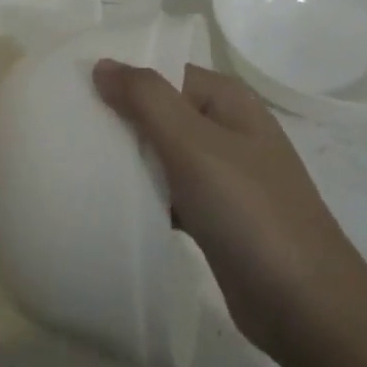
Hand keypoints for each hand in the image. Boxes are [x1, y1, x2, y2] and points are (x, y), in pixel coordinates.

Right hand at [93, 59, 355, 355]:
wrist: (303, 303)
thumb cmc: (249, 210)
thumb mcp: (194, 144)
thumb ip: (147, 99)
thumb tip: (103, 63)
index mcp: (228, 101)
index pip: (164, 72)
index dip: (121, 76)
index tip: (70, 86)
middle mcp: (226, 130)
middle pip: (160, 112)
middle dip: (118, 118)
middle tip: (63, 125)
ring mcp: (222, 176)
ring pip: (161, 154)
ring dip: (126, 158)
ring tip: (73, 160)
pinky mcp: (214, 216)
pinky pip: (167, 192)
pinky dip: (142, 194)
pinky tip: (106, 202)